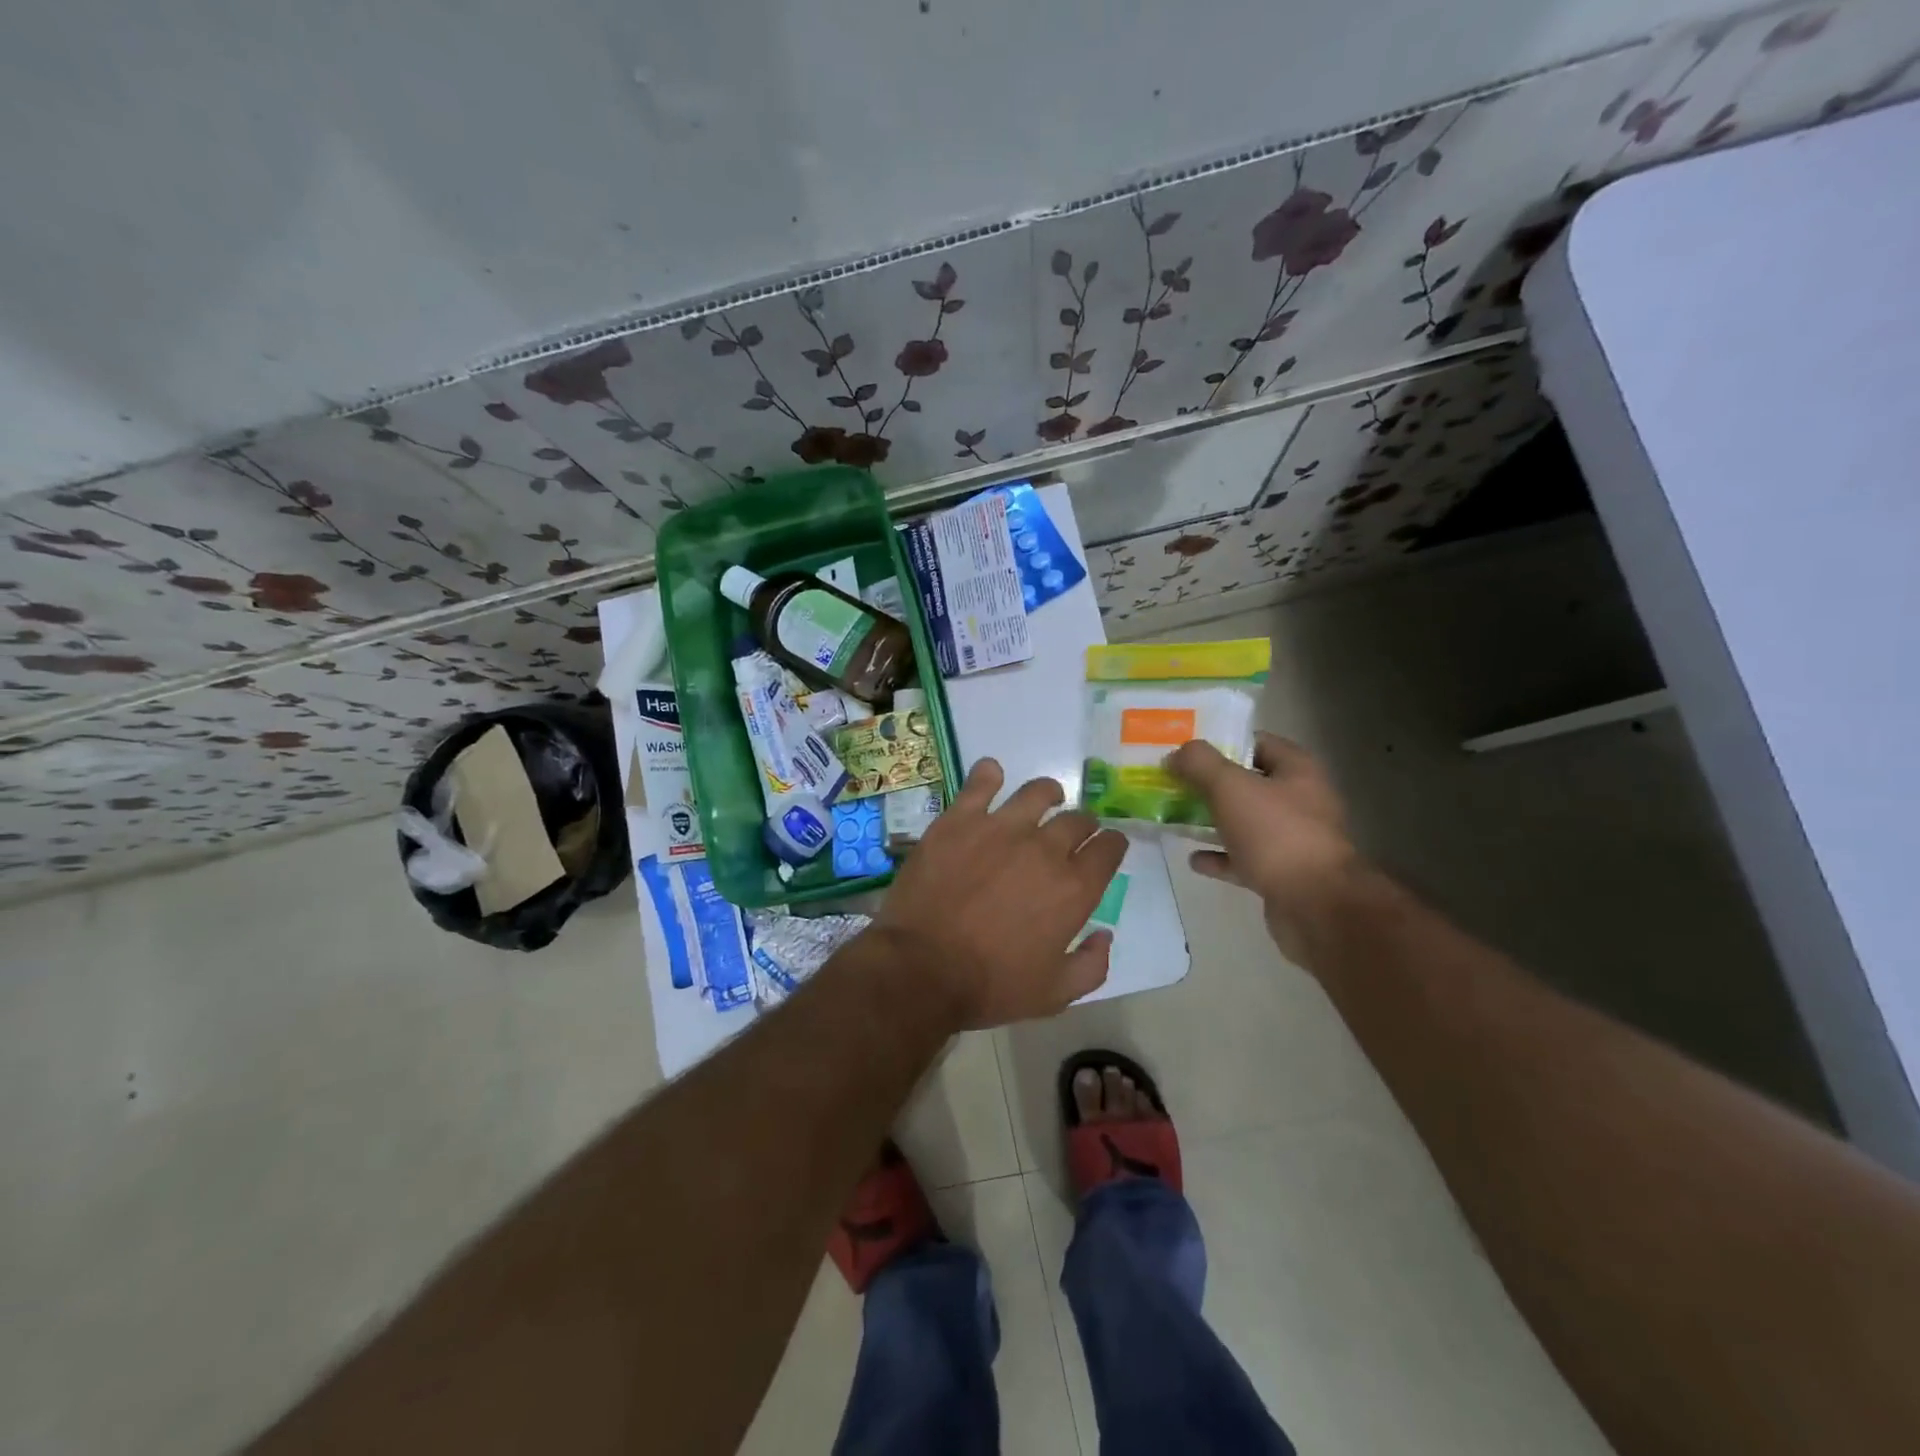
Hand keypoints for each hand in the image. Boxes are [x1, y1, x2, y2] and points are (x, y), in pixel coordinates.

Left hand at [874, 758, 1128, 1029]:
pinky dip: (989, 774)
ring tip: (1047, 798)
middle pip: (1077, 820)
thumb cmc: (990, 986)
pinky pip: (981, 782)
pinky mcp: (960, 820)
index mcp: (1073, 888)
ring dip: (1049, 794)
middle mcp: (1044, 848)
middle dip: (1084, 825)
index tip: (1106, 848)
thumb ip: (1091, 965)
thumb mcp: (1054, 994)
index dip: (1111, 846)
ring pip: (1037, 793)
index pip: (1108, 850)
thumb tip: (1105, 935)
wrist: (921, 968)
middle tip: (1074, 833)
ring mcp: (1000, 828)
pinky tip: (991, 775)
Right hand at [1168, 733, 1361, 962]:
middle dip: (1211, 785)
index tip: (1188, 751)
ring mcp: (1293, 840)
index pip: (1258, 743)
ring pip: (1245, 822)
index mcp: (1297, 770)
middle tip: (1174, 784)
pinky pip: (1244, 859)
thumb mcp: (1230, 787)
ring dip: (1213, 821)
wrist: (1315, 905)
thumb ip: (1200, 764)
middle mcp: (1300, 800)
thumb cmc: (1275, 834)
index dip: (1223, 743)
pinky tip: (1194, 860)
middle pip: (1249, 784)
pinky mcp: (1283, 874)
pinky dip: (1220, 857)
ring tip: (1176, 819)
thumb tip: (1176, 752)